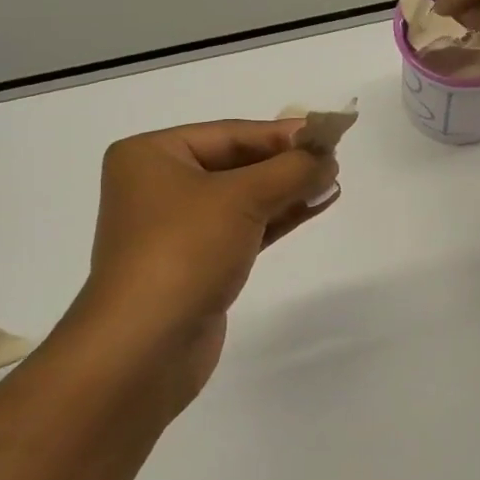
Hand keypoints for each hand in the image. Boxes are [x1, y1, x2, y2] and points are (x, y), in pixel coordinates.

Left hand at [67, 119, 338, 411]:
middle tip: (334, 159)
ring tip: (333, 182)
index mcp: (152, 155)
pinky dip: (279, 216)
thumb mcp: (242, 198)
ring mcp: (177, 227)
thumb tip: (327, 157)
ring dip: (288, 189)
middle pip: (237, 162)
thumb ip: (291, 171)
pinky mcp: (197, 262)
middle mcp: (159, 185)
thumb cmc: (184, 252)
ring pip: (243, 197)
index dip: (283, 133)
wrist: (145, 346)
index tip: (329, 132)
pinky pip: (244, 227)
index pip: (230, 133)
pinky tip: (315, 206)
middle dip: (287, 163)